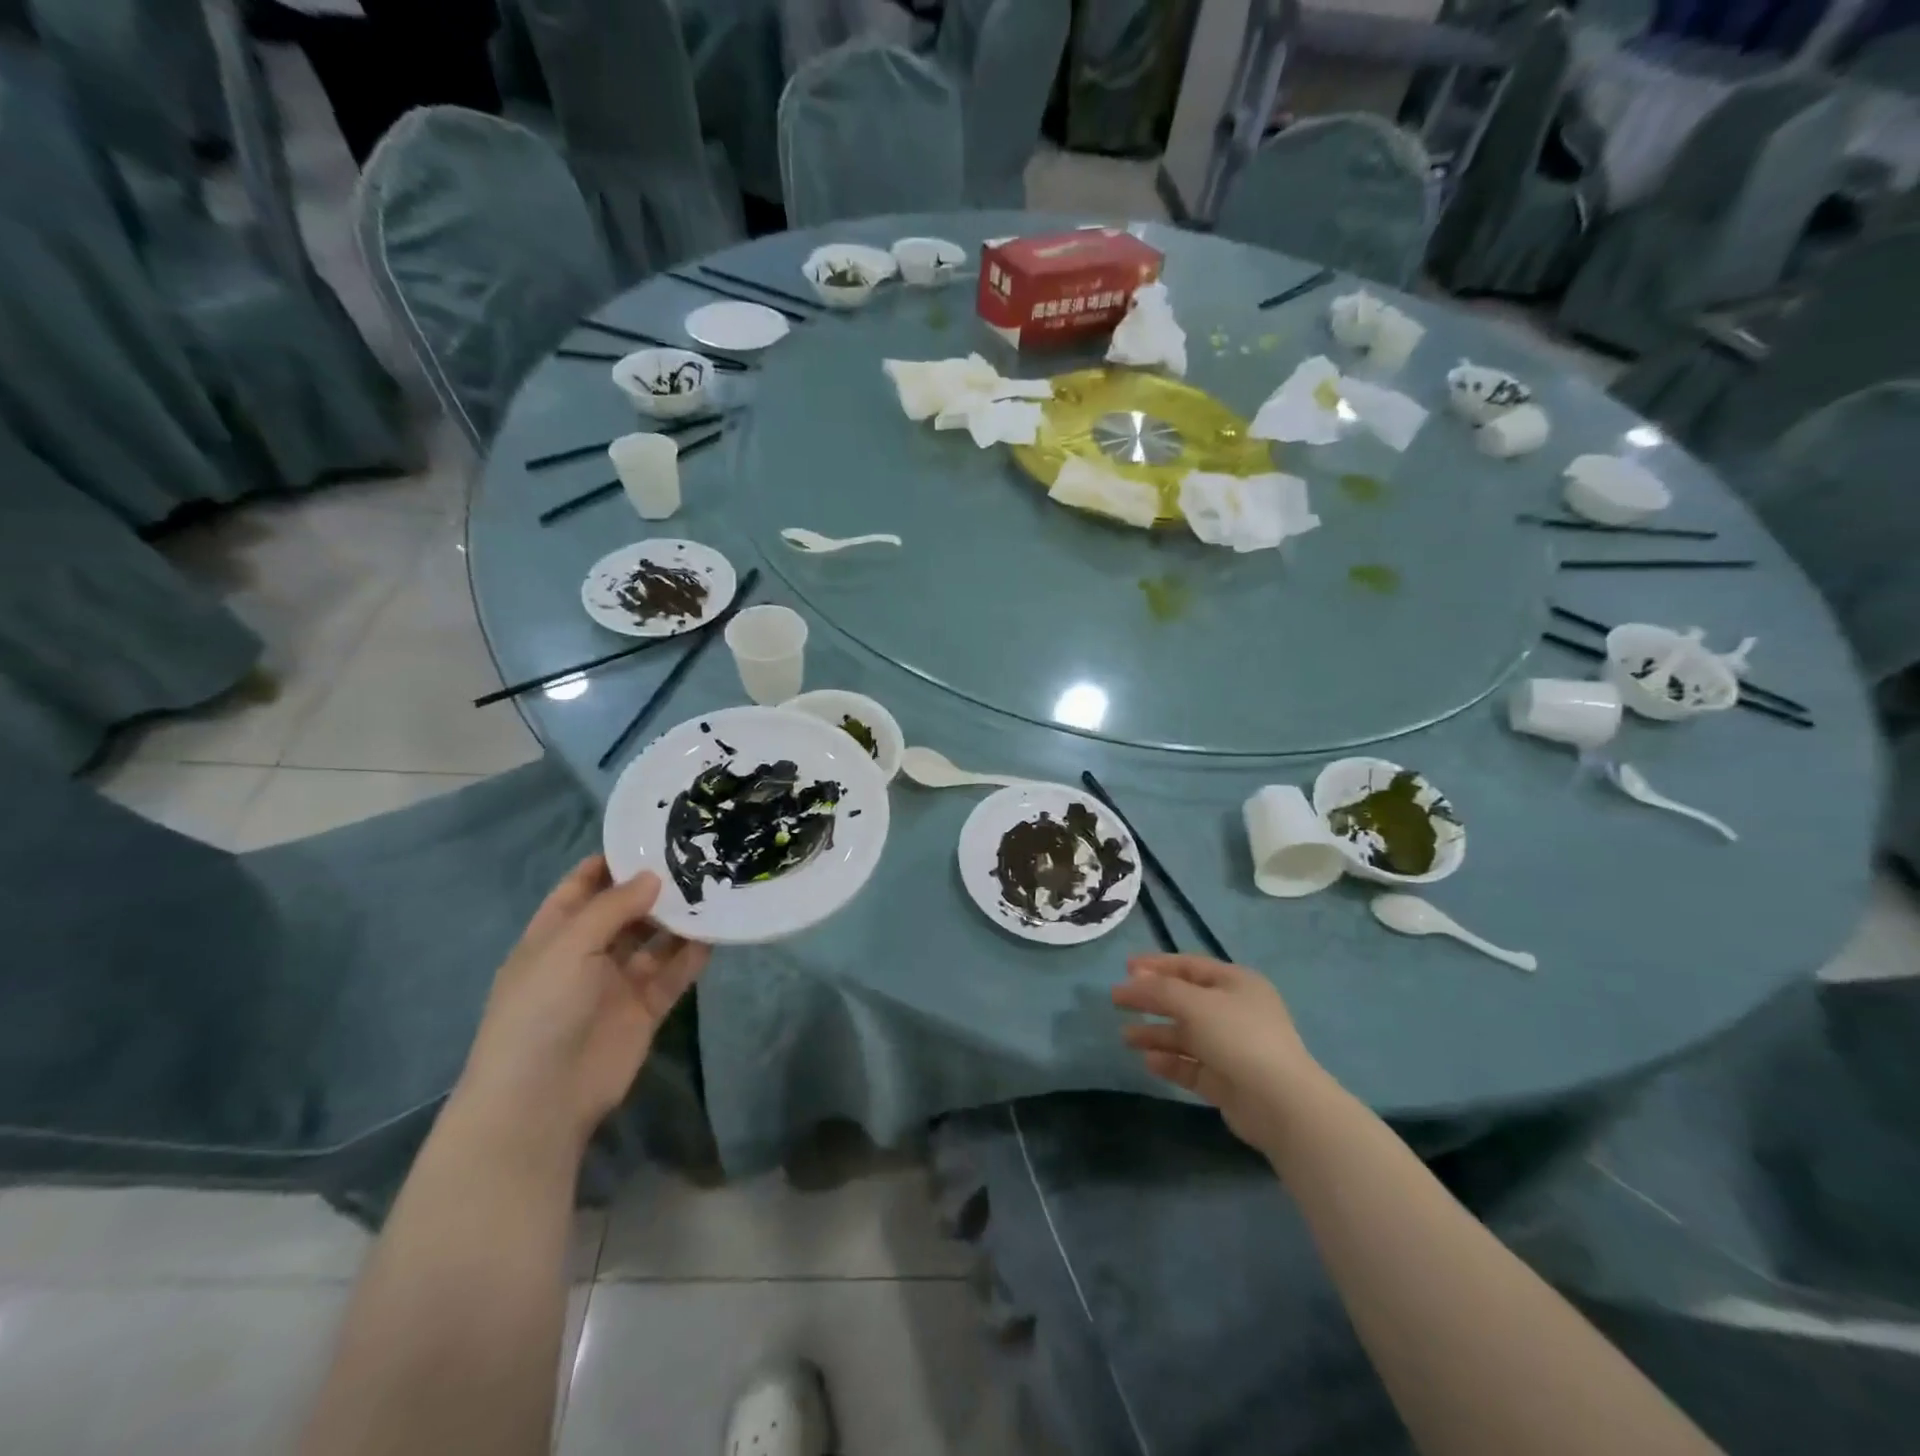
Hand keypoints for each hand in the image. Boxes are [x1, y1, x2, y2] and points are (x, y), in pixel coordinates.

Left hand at [457, 857, 708, 1150]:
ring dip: (679, 918)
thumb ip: (613, 908)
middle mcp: (587, 954)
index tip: (651, 835)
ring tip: (714, 886)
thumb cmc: (541, 1010)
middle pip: (625, 911)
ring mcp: (617, 982)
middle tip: (697, 856)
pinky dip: (693, 954)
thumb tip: (653, 876)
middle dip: (655, 887)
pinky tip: (717, 931)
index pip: (582, 887)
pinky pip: (674, 973)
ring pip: (655, 940)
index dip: (611, 862)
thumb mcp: (568, 947)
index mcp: (554, 935)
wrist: (541, 1099)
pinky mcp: (646, 1008)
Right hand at [1112, 955, 1329, 1157]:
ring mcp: (1232, 1047)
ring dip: (1155, 1033)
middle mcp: (1235, 1011)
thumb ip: (1160, 990)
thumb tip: (1133, 981)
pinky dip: (1170, 1061)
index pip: (1190, 966)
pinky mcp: (1226, 1081)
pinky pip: (1191, 1064)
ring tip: (1125, 1037)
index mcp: (1236, 983)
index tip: (1125, 968)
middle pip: (1184, 1000)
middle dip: (1150, 1000)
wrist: (1281, 1104)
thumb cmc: (1239, 1038)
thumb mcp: (1195, 1004)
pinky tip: (1149, 1062)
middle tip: (1117, 1001)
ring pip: (1185, 1035)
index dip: (1157, 965)